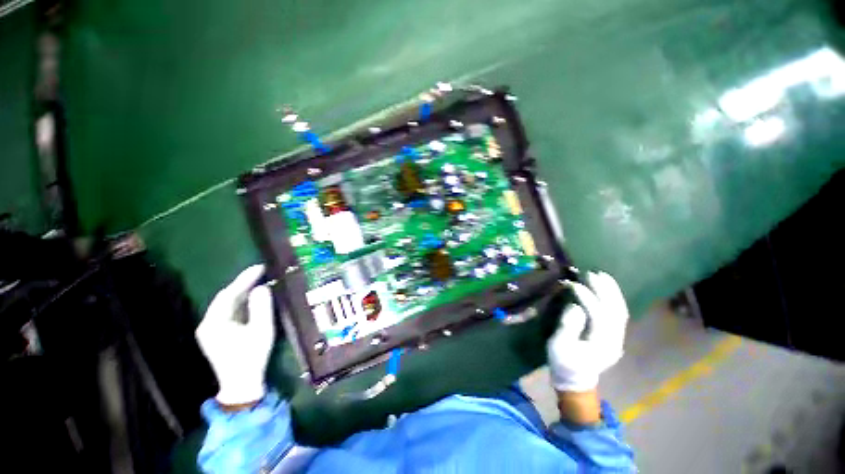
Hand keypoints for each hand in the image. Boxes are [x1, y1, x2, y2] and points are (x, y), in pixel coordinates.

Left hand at [196, 265, 274, 406]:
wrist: (242, 384)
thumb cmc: (252, 357)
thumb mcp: (261, 330)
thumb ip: (261, 307)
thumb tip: (262, 288)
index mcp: (214, 323)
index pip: (228, 294)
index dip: (245, 279)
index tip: (261, 267)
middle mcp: (208, 324)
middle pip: (225, 297)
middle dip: (243, 283)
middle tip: (262, 271)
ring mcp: (212, 329)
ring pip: (227, 304)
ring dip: (243, 292)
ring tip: (260, 280)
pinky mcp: (218, 334)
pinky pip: (230, 311)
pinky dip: (242, 302)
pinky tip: (253, 297)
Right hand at [547, 271, 628, 392]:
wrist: (575, 378)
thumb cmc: (564, 362)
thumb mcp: (559, 346)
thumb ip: (568, 328)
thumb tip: (576, 307)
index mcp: (602, 344)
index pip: (599, 315)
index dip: (588, 298)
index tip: (574, 284)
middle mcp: (615, 339)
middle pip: (615, 310)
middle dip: (605, 290)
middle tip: (591, 273)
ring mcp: (616, 336)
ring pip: (619, 310)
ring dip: (612, 291)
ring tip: (601, 275)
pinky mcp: (612, 333)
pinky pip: (617, 312)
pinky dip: (613, 297)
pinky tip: (606, 287)